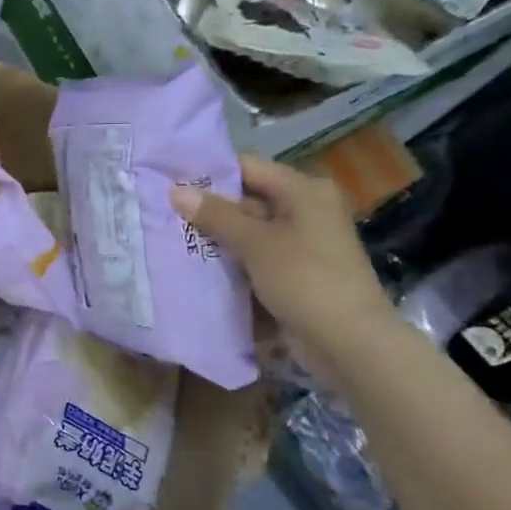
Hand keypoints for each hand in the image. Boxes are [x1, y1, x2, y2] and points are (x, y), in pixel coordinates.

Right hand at [169, 156, 394, 358]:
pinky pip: (253, 257)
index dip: (209, 172)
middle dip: (207, 208)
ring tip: (167, 235)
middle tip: (161, 210)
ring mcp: (299, 244)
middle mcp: (304, 211)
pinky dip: (229, 260)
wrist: (349, 342)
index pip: (248, 167)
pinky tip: (193, 264)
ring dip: (215, 237)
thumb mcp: (257, 244)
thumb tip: (175, 190)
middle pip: (247, 199)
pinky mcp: (292, 273)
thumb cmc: (306, 280)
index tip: (169, 178)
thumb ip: (216, 216)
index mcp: (304, 191)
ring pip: (247, 232)